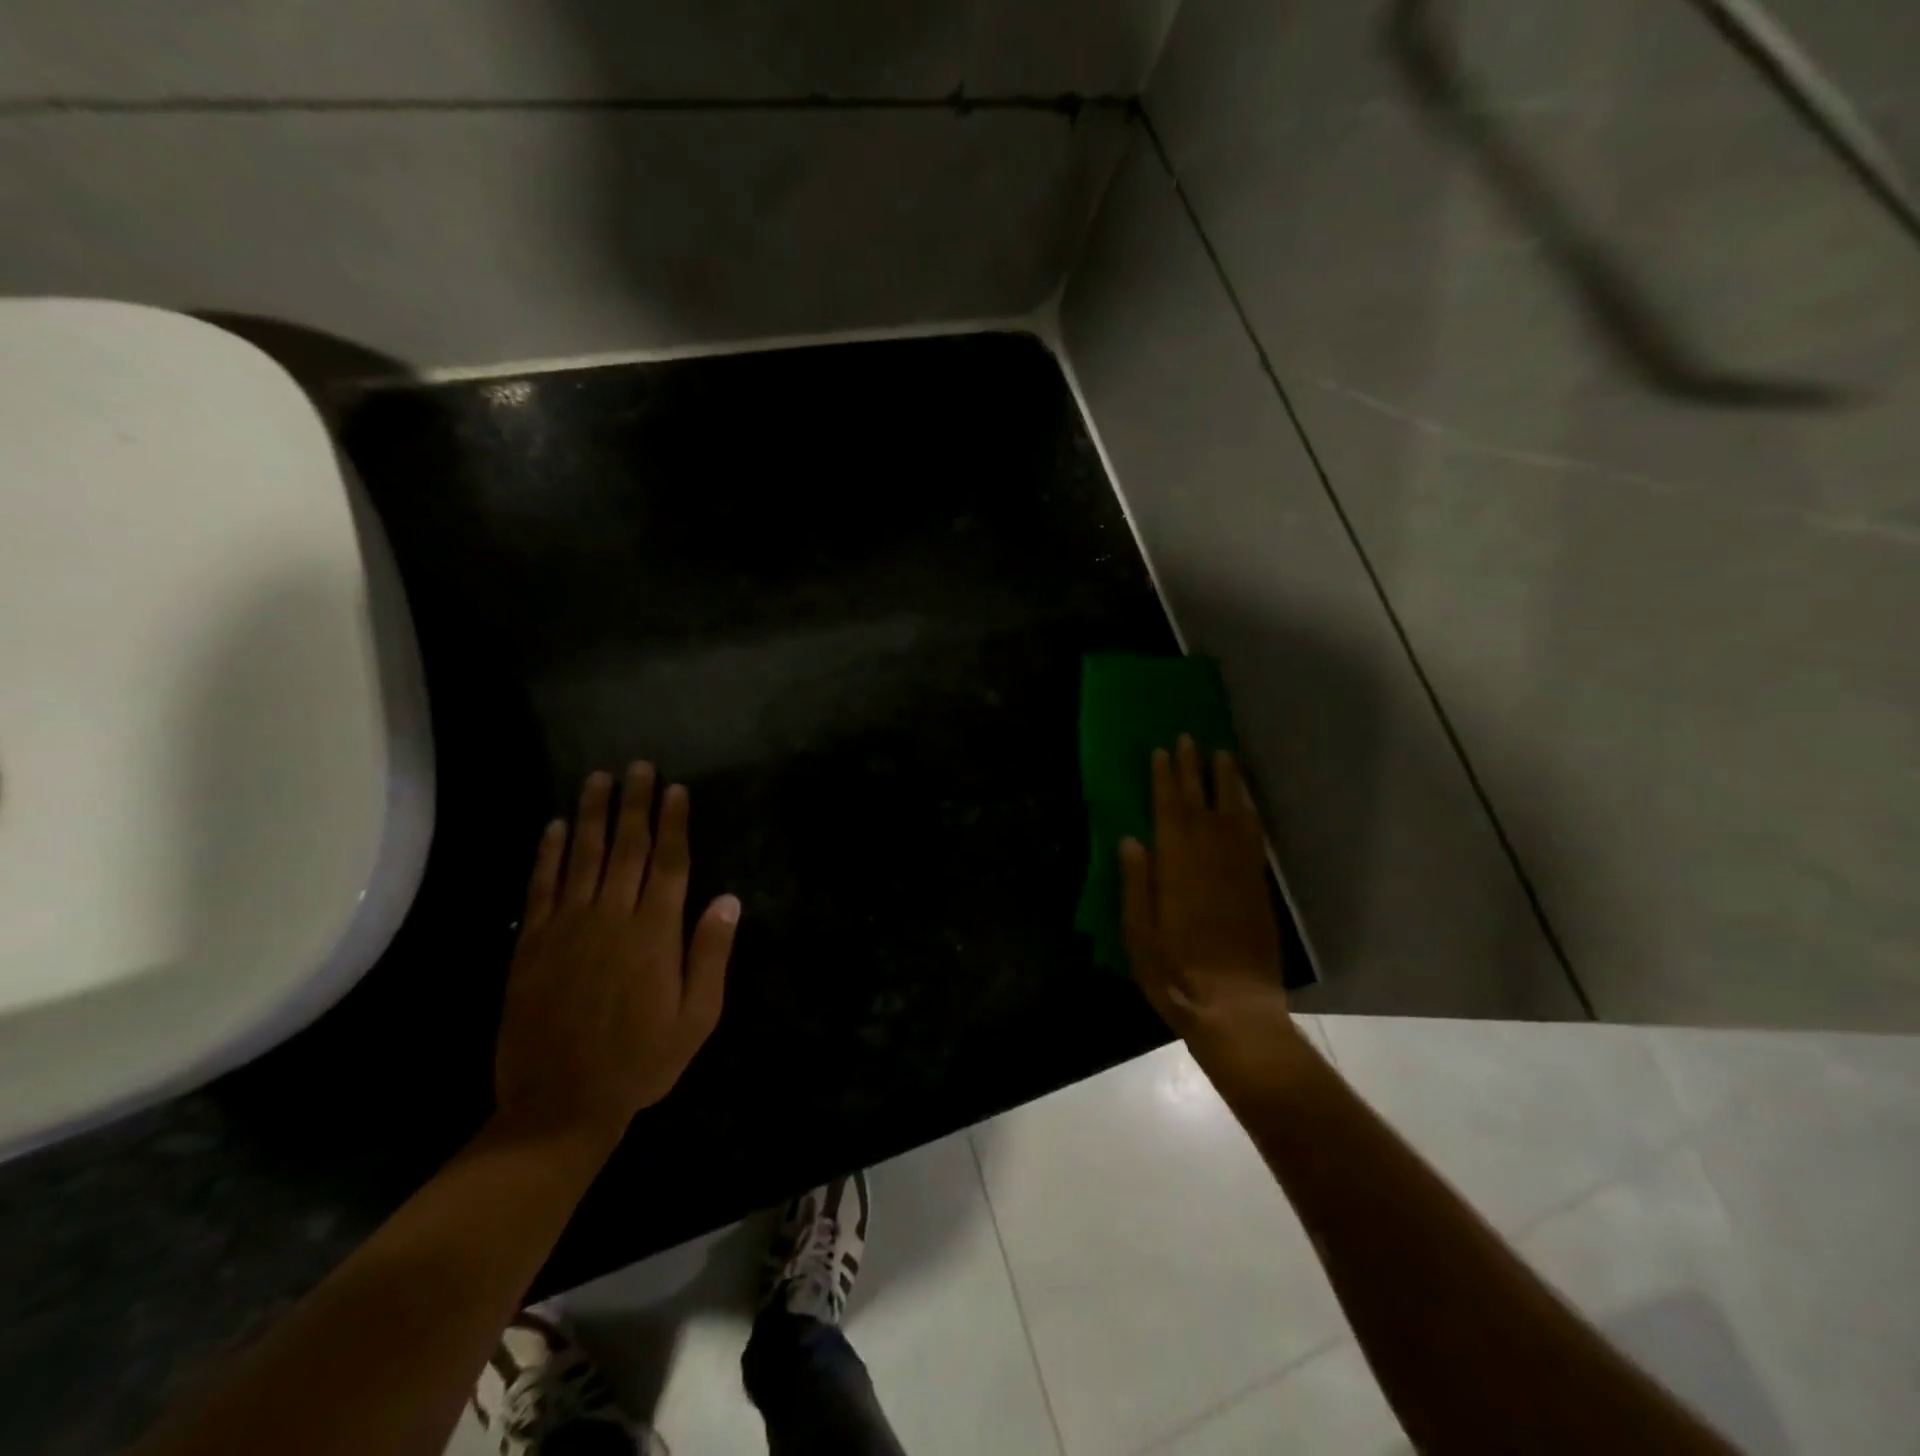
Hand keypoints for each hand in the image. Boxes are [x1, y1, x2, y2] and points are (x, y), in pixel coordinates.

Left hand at [494, 764, 739, 1146]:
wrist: (559, 1104)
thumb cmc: (641, 1061)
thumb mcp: (697, 1017)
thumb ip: (710, 954)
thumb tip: (728, 899)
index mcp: (655, 933)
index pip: (669, 863)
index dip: (673, 823)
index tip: (675, 789)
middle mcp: (612, 917)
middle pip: (626, 847)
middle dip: (634, 804)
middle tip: (639, 766)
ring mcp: (568, 927)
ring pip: (583, 856)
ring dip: (591, 814)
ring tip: (598, 778)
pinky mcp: (533, 943)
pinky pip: (542, 886)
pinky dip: (548, 853)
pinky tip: (554, 826)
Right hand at [1121, 738, 1288, 1041]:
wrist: (1234, 1008)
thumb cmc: (1175, 973)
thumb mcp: (1139, 934)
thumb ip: (1135, 883)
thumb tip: (1130, 840)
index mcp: (1176, 867)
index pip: (1169, 811)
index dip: (1165, 780)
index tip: (1162, 751)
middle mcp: (1210, 859)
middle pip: (1201, 803)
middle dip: (1193, 770)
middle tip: (1190, 738)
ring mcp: (1238, 871)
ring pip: (1234, 814)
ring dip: (1227, 782)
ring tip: (1223, 755)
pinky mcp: (1257, 887)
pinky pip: (1254, 838)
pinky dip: (1249, 813)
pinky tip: (1246, 802)